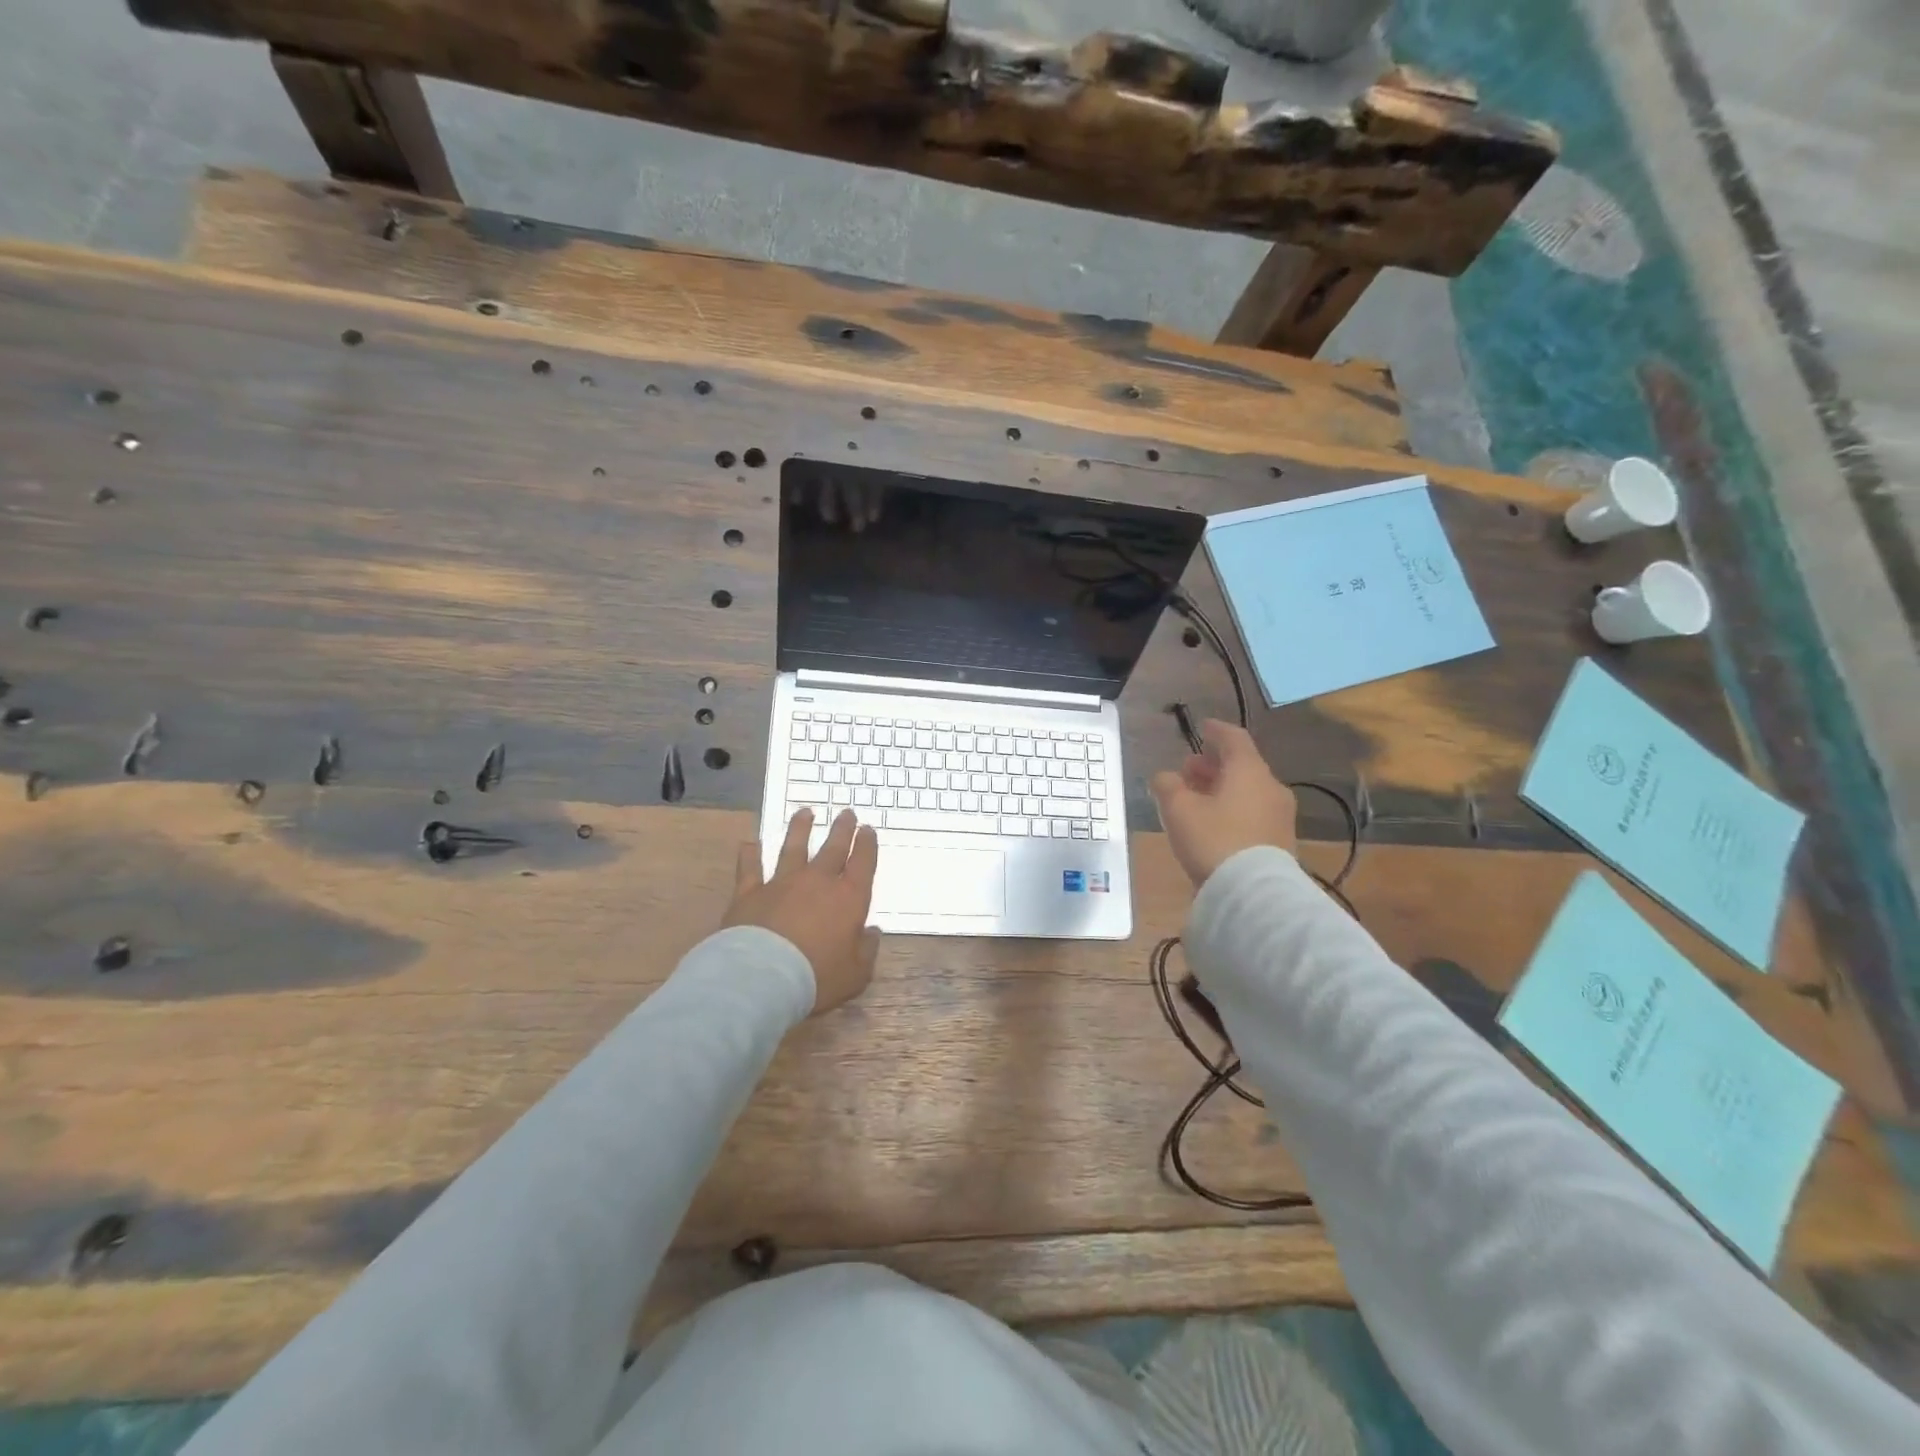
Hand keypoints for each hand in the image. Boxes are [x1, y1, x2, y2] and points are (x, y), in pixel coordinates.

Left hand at [723, 808, 880, 1013]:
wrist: (763, 977)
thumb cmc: (817, 977)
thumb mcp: (856, 974)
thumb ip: (867, 951)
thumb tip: (872, 932)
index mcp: (849, 898)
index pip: (862, 864)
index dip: (867, 845)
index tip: (867, 829)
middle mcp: (817, 882)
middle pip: (833, 848)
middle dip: (842, 830)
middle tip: (846, 813)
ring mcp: (781, 883)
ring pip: (793, 848)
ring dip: (800, 829)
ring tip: (805, 812)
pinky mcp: (750, 893)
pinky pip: (749, 868)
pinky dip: (749, 854)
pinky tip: (748, 843)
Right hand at [1150, 720, 1296, 886]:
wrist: (1254, 895)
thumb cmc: (1214, 840)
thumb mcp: (1178, 809)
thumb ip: (1167, 785)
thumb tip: (1165, 777)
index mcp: (1249, 771)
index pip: (1234, 738)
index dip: (1216, 730)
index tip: (1202, 727)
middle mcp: (1271, 787)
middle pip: (1241, 766)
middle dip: (1213, 765)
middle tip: (1188, 770)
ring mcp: (1280, 816)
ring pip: (1248, 791)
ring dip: (1222, 789)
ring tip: (1195, 799)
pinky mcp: (1280, 842)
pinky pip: (1253, 813)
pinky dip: (1232, 809)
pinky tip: (1213, 824)